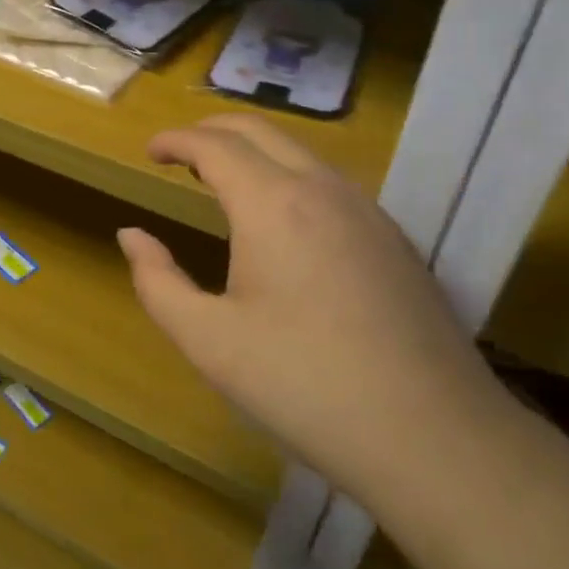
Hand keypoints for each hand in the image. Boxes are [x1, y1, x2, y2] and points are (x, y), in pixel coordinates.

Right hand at [116, 114, 498, 503]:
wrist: (435, 438)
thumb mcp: (208, 341)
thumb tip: (132, 235)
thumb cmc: (304, 386)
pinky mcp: (394, 239)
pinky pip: (330, 183)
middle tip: (179, 153)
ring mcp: (367, 211)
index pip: (214, 145)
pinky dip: (289, 176)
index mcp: (272, 204)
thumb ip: (157, 281)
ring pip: (300, 153)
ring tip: (223, 181)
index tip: (149, 151)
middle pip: (260, 130)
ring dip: (254, 151)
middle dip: (212, 130)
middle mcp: (323, 189)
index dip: (175, 140)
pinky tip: (283, 221)